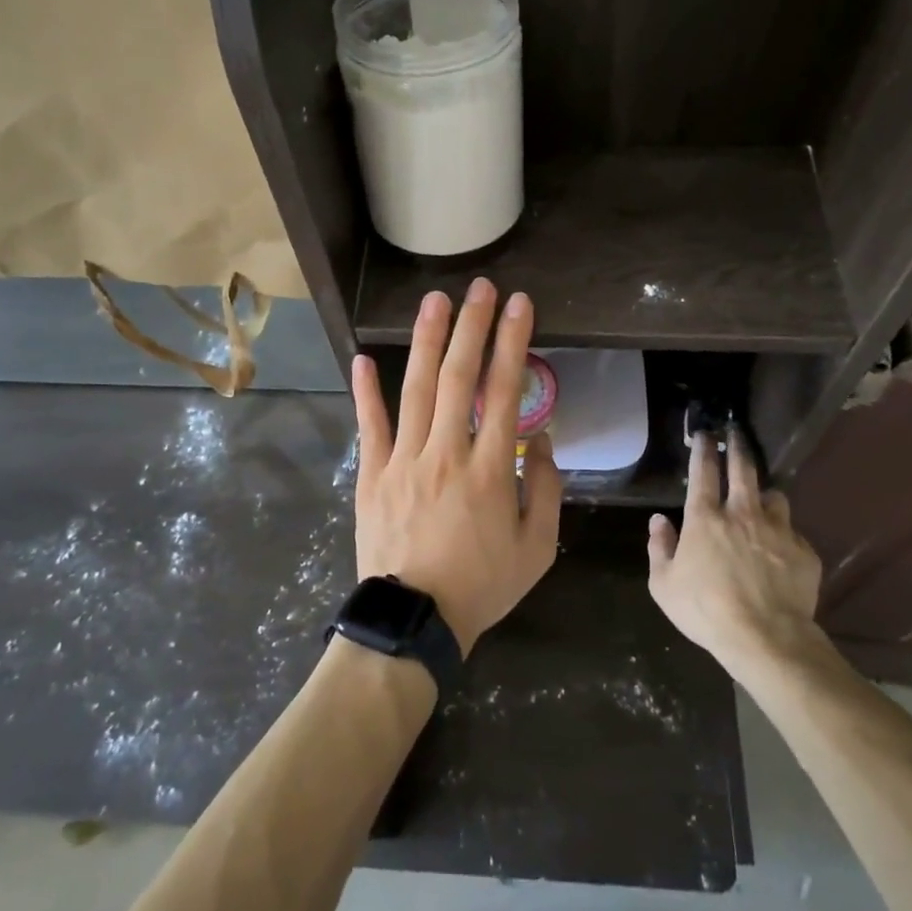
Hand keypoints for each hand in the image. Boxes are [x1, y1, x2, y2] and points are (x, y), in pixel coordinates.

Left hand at [350, 280, 561, 653]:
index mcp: (491, 469)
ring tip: (435, 301)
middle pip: (459, 377)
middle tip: (480, 288)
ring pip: (416, 389)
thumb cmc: (482, 586)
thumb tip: (544, 440)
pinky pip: (370, 426)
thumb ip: (548, 490)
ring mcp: (403, 460)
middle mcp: (446, 452)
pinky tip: (363, 357)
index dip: (514, 342)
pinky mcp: (372, 475)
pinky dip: (366, 391)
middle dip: (472, 326)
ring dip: (426, 341)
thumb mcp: (537, 549)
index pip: (505, 391)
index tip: (520, 306)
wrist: (414, 622)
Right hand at [647, 431, 824, 675]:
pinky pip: (793, 533)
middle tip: (737, 433)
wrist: (767, 639)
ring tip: (763, 502)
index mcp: (705, 518)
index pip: (704, 471)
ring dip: (766, 495)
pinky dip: (784, 536)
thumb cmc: (706, 610)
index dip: (704, 448)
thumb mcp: (664, 584)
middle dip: (738, 446)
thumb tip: (659, 520)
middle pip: (743, 468)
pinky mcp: (804, 551)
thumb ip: (659, 547)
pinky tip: (780, 552)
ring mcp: (778, 530)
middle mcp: (742, 513)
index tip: (706, 434)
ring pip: (775, 496)